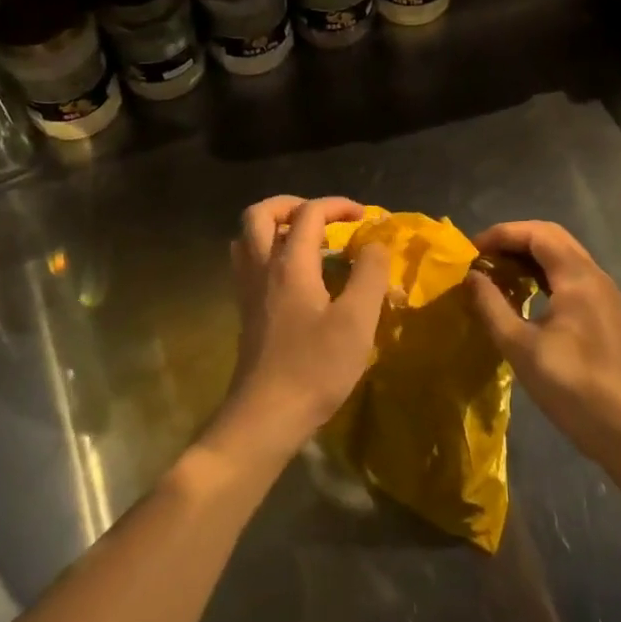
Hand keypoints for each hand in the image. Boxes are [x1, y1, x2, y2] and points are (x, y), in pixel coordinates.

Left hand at [216, 196, 390, 458]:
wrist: (265, 417)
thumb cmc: (315, 368)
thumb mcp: (357, 321)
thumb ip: (369, 275)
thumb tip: (374, 243)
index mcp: (290, 265)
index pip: (309, 214)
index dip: (337, 205)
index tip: (364, 217)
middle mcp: (262, 269)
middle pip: (260, 215)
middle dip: (291, 205)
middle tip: (322, 217)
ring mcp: (248, 292)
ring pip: (247, 239)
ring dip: (275, 228)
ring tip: (306, 241)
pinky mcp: (246, 313)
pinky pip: (248, 264)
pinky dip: (268, 254)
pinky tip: (294, 277)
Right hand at [467, 221, 620, 464]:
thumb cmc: (572, 386)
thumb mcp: (520, 347)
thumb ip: (491, 306)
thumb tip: (471, 276)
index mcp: (577, 277)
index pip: (536, 233)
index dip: (501, 234)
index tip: (471, 251)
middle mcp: (595, 276)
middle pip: (552, 237)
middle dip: (514, 240)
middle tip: (482, 257)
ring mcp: (604, 295)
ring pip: (563, 256)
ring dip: (529, 256)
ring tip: (497, 273)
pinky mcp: (605, 313)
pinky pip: (570, 276)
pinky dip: (543, 274)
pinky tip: (524, 295)